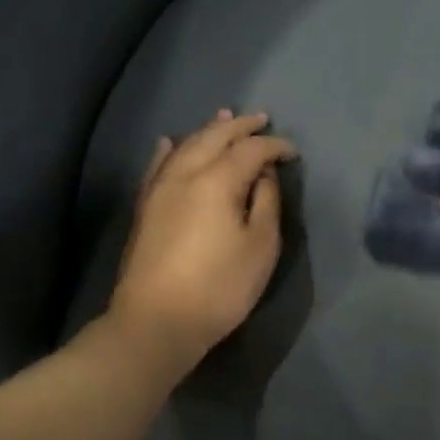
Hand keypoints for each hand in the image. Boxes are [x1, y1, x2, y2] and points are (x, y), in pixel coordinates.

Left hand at [107, 110, 296, 367]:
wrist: (155, 322)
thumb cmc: (219, 287)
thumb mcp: (260, 247)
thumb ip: (266, 202)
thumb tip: (264, 174)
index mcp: (217, 180)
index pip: (251, 150)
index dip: (275, 146)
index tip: (293, 152)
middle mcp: (185, 173)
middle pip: (215, 136)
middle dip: (241, 126)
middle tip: (262, 119)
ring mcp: (160, 188)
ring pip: (186, 145)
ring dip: (209, 129)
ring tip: (225, 117)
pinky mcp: (145, 206)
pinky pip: (157, 165)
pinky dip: (169, 149)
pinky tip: (170, 141)